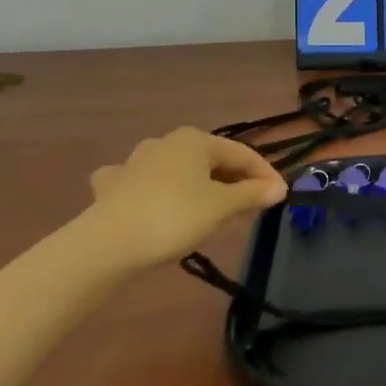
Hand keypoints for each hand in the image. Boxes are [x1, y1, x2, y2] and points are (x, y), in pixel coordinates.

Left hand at [85, 128, 286, 268]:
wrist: (106, 245)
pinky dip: (155, 192)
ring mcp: (135, 162)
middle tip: (250, 208)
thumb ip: (252, 194)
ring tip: (210, 210)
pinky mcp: (112, 186)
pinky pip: (143, 184)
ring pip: (178, 171)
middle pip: (211, 161)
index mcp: (196, 140)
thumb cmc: (174, 217)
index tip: (279, 197)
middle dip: (233, 182)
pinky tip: (152, 202)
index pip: (243, 154)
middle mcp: (166, 142)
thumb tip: (278, 188)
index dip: (265, 175)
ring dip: (198, 187)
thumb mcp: (222, 207)